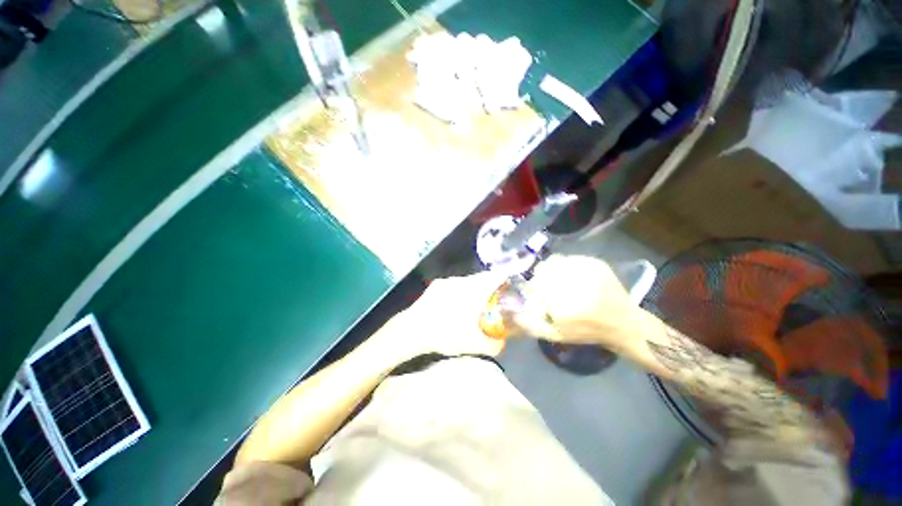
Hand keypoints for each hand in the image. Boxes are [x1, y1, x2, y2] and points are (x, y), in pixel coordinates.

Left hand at [382, 271, 509, 358]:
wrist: (413, 330)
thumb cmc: (446, 333)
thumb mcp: (474, 345)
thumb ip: (494, 345)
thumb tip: (503, 343)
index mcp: (474, 289)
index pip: (496, 276)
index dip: (505, 280)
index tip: (510, 288)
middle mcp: (462, 280)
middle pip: (482, 278)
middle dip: (490, 287)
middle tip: (493, 301)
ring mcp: (447, 281)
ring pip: (467, 281)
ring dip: (473, 289)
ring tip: (473, 304)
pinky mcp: (436, 285)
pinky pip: (454, 284)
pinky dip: (459, 291)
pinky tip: (455, 305)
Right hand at [515, 255, 643, 349]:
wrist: (624, 323)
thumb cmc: (586, 331)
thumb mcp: (554, 334)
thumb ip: (529, 323)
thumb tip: (509, 310)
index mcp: (561, 300)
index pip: (534, 283)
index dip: (533, 288)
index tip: (538, 295)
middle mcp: (572, 280)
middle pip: (543, 268)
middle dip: (541, 277)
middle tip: (549, 288)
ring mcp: (585, 268)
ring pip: (555, 261)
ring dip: (552, 270)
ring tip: (561, 282)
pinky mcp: (595, 262)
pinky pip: (570, 258)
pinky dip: (566, 266)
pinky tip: (573, 278)